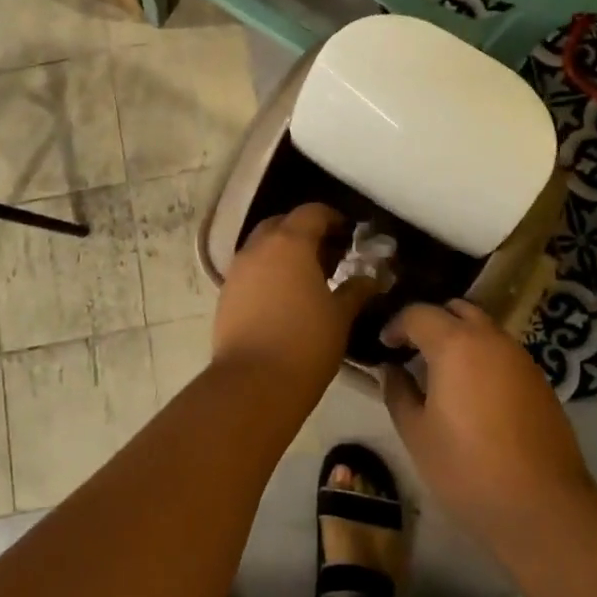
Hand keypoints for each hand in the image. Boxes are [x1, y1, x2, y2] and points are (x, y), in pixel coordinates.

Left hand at [213, 204, 375, 384]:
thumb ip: (357, 290)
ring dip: (284, 253)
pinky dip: (268, 273)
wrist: (253, 383)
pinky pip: (250, 270)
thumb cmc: (305, 343)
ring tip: (308, 280)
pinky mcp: (225, 294)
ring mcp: (237, 270)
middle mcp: (258, 248)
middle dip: (306, 233)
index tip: (350, 236)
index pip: (312, 212)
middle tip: (330, 256)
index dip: (334, 219)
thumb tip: (371, 278)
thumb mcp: (340, 316)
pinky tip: (284, 299)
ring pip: (263, 247)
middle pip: (282, 224)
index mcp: (290, 242)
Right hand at [381, 300, 596, 550]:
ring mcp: (520, 357)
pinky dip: (482, 357)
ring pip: (483, 329)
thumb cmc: (467, 468)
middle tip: (412, 350)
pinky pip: (502, 353)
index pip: (418, 313)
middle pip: (456, 309)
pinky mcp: (540, 380)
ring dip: (459, 338)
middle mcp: (490, 338)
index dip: (396, 325)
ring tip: (441, 372)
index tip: (384, 346)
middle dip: (431, 322)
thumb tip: (390, 369)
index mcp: (455, 344)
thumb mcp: (416, 433)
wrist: (542, 506)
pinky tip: (473, 392)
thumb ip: (398, 392)